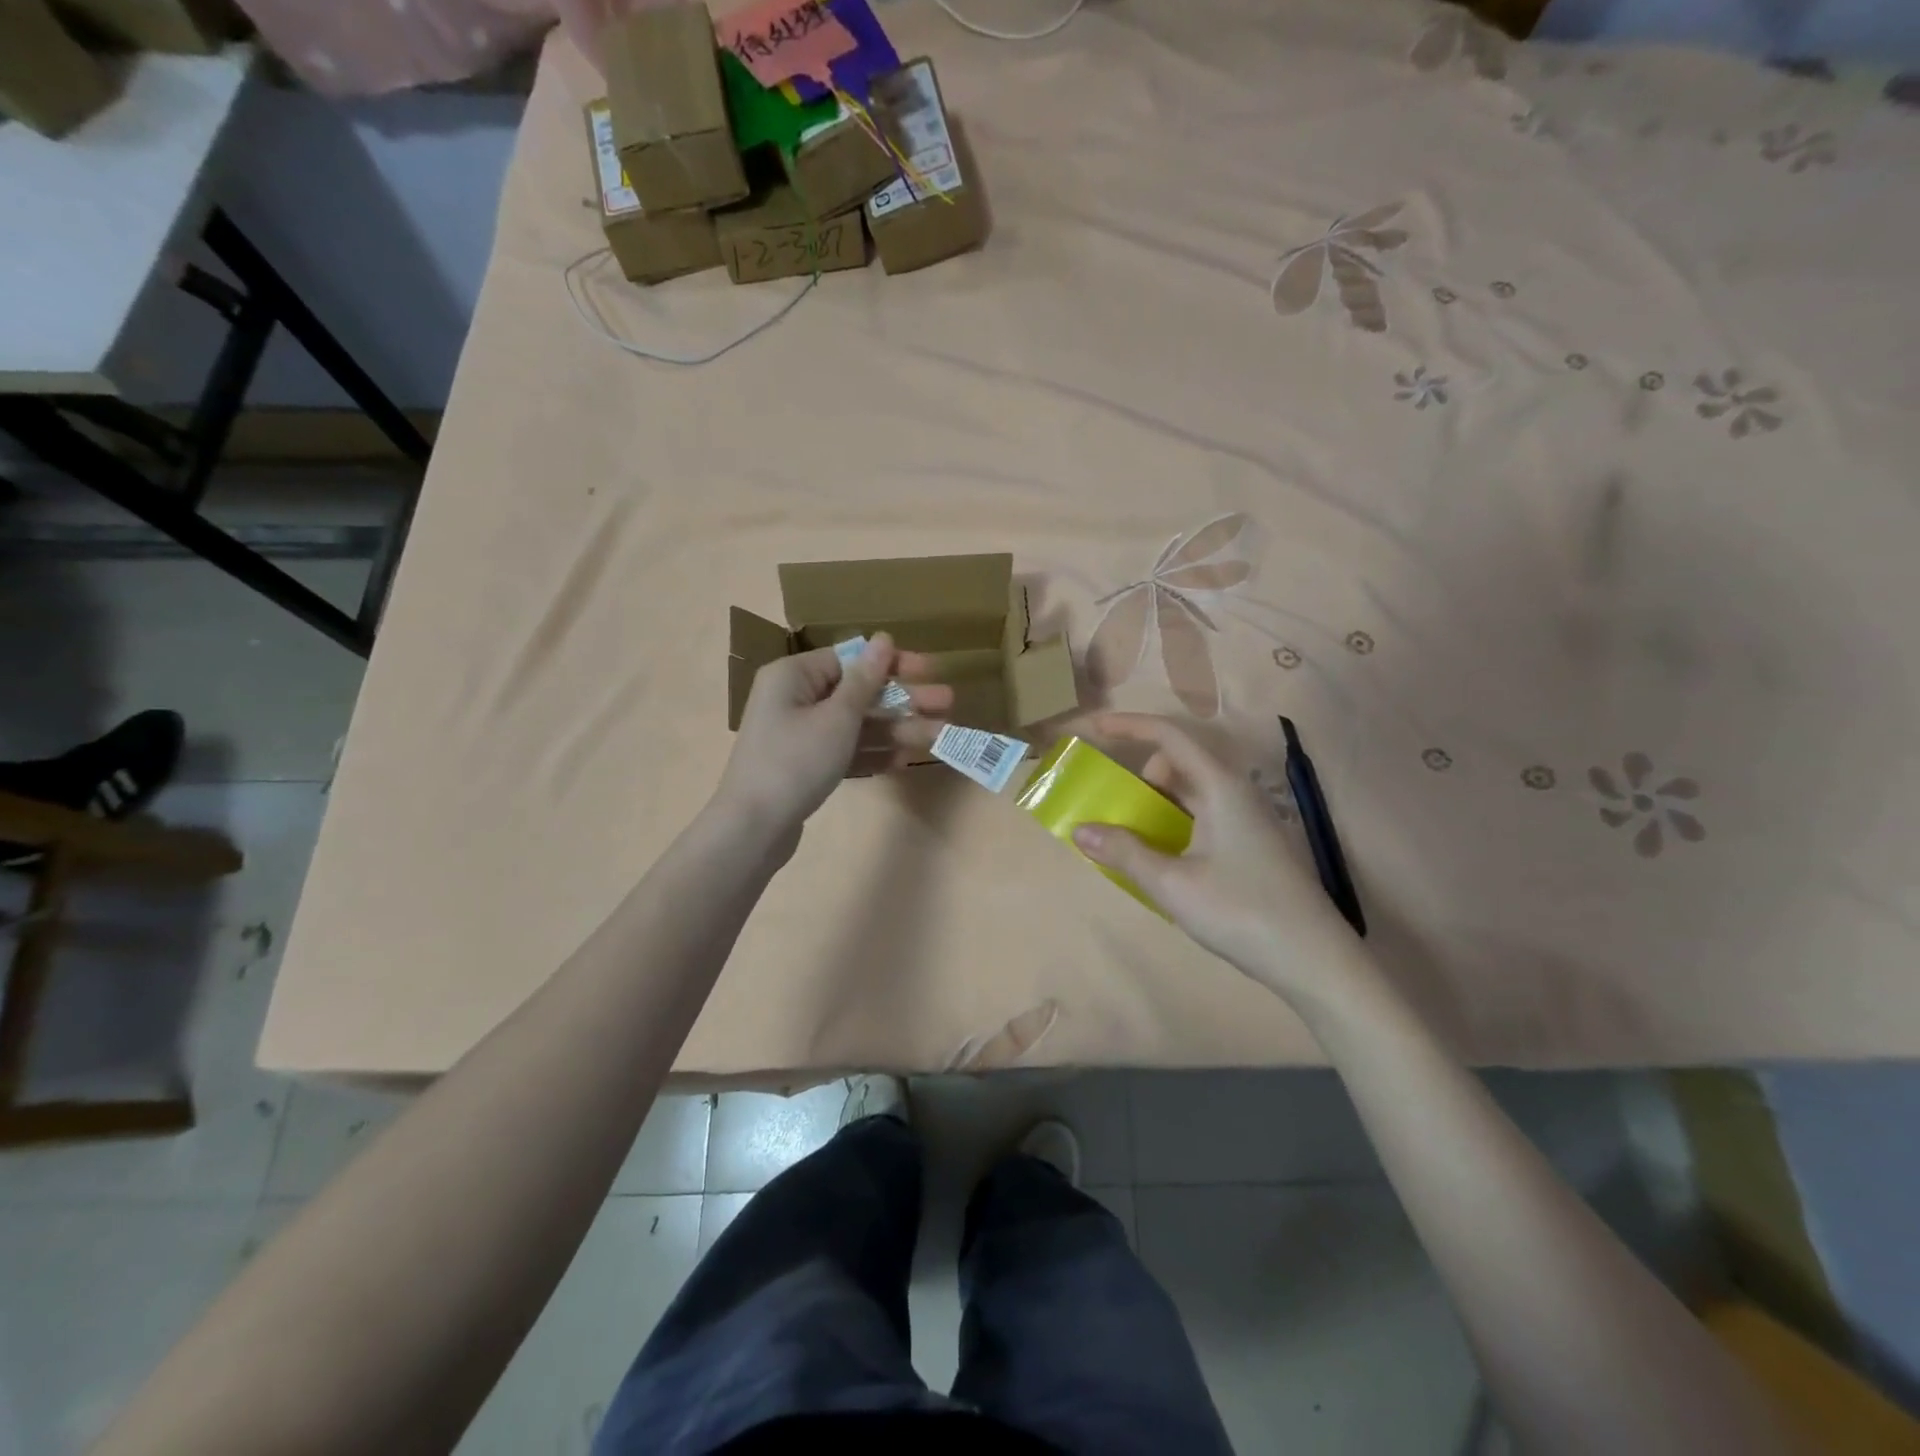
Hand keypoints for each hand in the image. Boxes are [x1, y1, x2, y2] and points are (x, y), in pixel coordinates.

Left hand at [714, 634, 952, 838]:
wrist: (753, 829)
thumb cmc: (795, 761)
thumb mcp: (837, 717)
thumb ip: (865, 680)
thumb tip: (883, 639)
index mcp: (794, 676)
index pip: (850, 659)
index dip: (893, 664)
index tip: (930, 670)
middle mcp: (794, 699)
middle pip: (859, 693)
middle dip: (905, 700)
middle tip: (948, 704)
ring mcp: (799, 735)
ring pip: (856, 725)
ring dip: (897, 729)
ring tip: (940, 736)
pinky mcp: (805, 766)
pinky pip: (845, 751)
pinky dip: (872, 754)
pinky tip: (906, 760)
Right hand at [1069, 713, 1364, 998]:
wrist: (1313, 960)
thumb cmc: (1241, 912)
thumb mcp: (1172, 884)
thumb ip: (1124, 853)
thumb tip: (1080, 830)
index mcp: (1220, 786)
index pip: (1169, 736)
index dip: (1129, 726)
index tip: (1093, 727)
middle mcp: (1235, 792)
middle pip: (1179, 761)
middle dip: (1140, 773)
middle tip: (1112, 803)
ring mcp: (1246, 819)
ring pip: (1190, 791)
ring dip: (1155, 801)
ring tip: (1127, 833)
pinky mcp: (1249, 843)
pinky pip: (1201, 815)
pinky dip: (1172, 822)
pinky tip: (1158, 857)